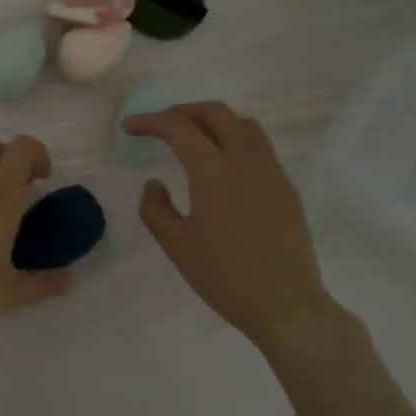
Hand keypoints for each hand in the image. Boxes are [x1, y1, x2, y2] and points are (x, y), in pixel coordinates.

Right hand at [124, 103, 338, 345]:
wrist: (285, 303)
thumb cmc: (224, 275)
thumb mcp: (176, 245)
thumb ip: (155, 208)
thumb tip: (155, 183)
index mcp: (214, 170)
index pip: (178, 128)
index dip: (150, 122)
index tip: (130, 128)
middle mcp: (245, 160)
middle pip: (215, 113)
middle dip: (183, 112)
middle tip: (161, 126)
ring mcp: (271, 171)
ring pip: (243, 124)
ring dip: (213, 122)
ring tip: (194, 139)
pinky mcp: (286, 187)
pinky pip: (259, 146)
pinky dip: (235, 140)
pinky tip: (222, 168)